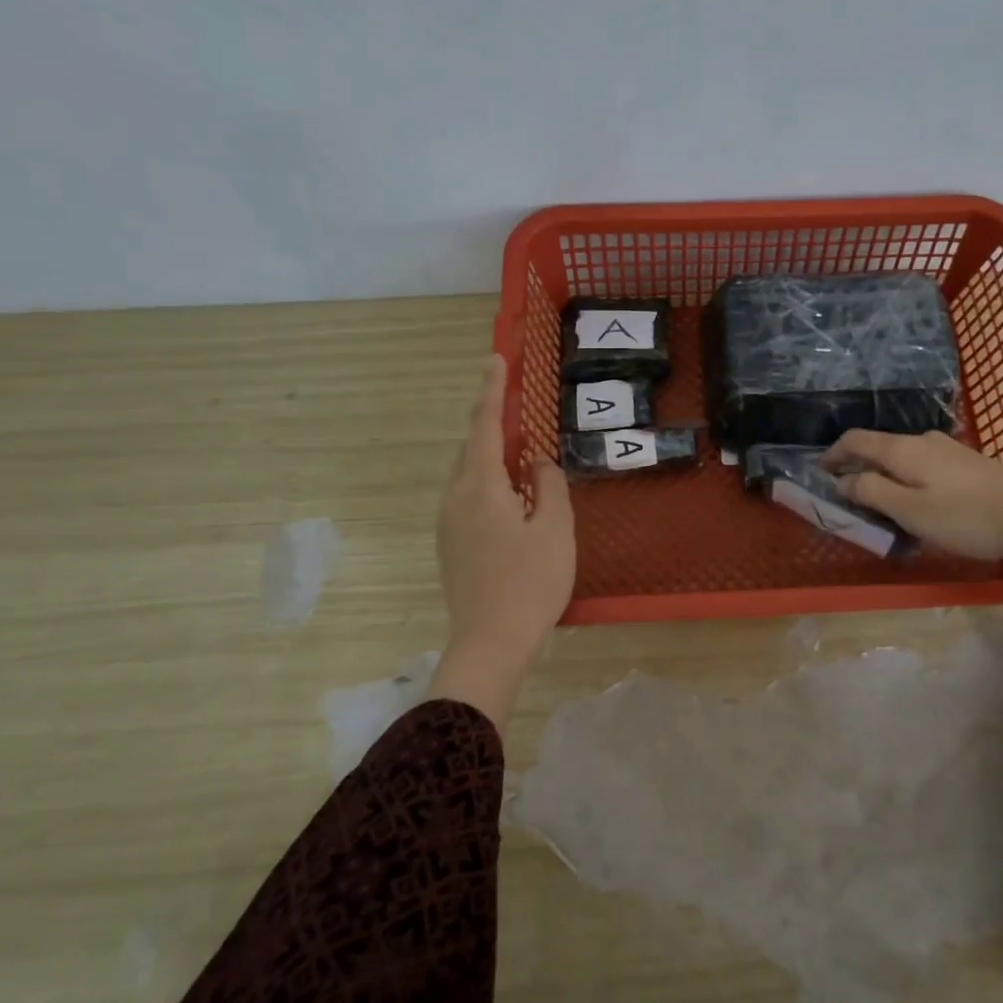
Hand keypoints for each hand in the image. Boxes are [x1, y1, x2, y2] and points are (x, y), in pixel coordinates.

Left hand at [431, 355, 574, 726]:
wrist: (491, 642)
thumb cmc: (530, 583)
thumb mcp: (555, 529)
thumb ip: (549, 485)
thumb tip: (537, 464)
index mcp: (480, 487)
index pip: (485, 425)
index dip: (492, 390)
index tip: (496, 360)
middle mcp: (455, 498)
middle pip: (472, 448)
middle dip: (493, 425)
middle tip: (519, 412)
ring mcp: (448, 523)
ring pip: (469, 474)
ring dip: (493, 458)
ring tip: (523, 460)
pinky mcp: (450, 544)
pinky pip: (468, 497)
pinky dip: (489, 484)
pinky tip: (513, 500)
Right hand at [821, 430, 1002, 560]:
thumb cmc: (967, 516)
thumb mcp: (910, 510)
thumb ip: (871, 492)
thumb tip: (842, 480)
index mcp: (902, 449)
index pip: (855, 440)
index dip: (832, 454)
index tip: (818, 472)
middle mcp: (923, 441)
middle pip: (878, 447)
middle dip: (856, 467)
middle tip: (845, 494)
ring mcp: (949, 450)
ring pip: (902, 457)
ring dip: (883, 475)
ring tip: (878, 503)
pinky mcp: (969, 464)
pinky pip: (923, 466)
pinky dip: (906, 479)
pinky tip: (916, 502)